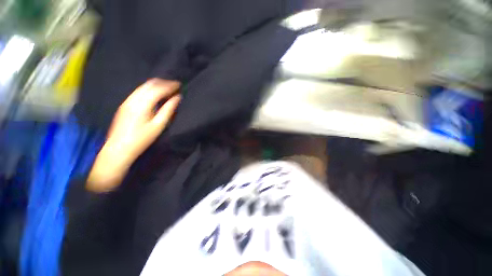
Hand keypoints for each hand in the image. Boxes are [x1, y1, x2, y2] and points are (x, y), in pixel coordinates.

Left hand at [87, 79, 180, 191]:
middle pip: (149, 84)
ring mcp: (127, 100)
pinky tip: (155, 94)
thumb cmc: (142, 139)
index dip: (169, 85)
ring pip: (143, 86)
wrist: (118, 148)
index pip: (158, 89)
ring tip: (167, 88)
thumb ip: (168, 110)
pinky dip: (149, 89)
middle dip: (163, 82)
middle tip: (175, 85)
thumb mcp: (158, 125)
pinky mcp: (125, 104)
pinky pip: (139, 91)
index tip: (179, 85)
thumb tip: (177, 98)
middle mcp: (133, 99)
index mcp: (142, 104)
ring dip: (156, 85)